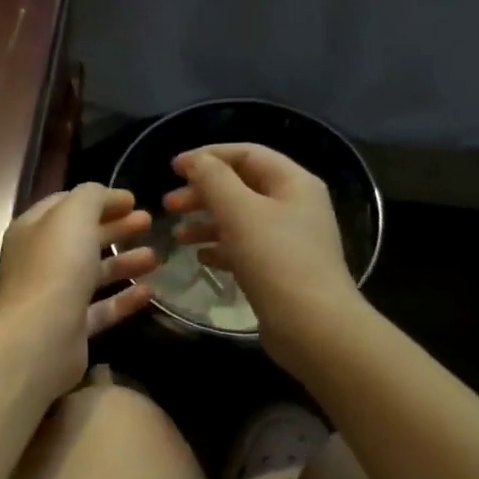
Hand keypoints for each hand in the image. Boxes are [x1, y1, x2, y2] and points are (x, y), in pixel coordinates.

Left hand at [0, 183, 157, 398]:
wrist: (40, 337)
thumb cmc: (55, 267)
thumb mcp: (73, 215)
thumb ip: (91, 197)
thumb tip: (108, 197)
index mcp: (32, 230)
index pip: (65, 205)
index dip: (98, 199)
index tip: (133, 199)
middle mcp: (39, 262)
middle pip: (80, 239)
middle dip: (115, 228)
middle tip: (149, 222)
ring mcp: (54, 297)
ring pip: (92, 274)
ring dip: (123, 262)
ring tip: (155, 257)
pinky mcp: (70, 329)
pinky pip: (100, 309)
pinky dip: (123, 299)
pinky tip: (149, 291)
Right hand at [162, 144, 364, 361]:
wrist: (311, 325)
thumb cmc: (276, 261)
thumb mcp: (240, 213)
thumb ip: (214, 181)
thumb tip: (195, 161)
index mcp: (293, 183)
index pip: (247, 154)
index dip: (208, 156)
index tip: (172, 168)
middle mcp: (294, 205)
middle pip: (242, 186)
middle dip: (203, 192)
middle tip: (168, 205)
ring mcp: (288, 239)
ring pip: (240, 219)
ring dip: (206, 222)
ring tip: (177, 236)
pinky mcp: (279, 269)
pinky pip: (244, 248)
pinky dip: (220, 248)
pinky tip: (200, 257)